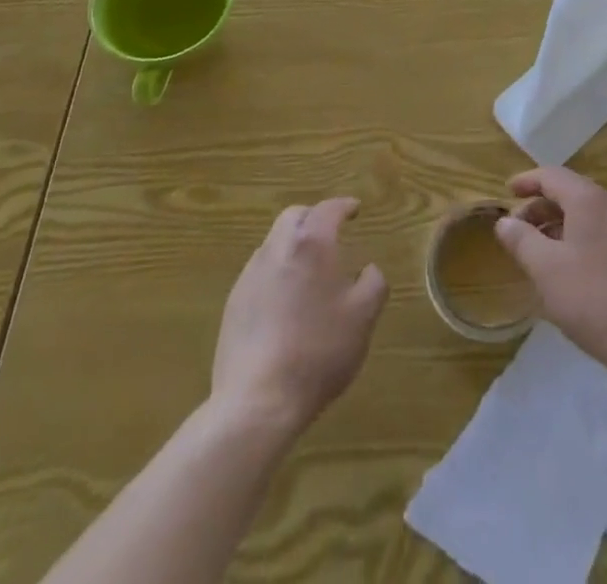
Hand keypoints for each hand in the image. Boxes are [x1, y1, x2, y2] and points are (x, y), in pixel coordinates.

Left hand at [212, 197, 387, 436]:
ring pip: (274, 243)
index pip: (329, 209)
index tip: (355, 209)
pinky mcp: (234, 302)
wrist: (258, 401)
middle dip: (314, 218)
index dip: (344, 206)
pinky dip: (277, 272)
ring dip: (293, 245)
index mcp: (311, 244)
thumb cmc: (319, 352)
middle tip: (331, 233)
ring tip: (310, 270)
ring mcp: (250, 275)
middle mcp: (277, 248)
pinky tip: (286, 302)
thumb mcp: (363, 317)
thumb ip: (373, 283)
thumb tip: (369, 269)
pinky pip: (259, 272)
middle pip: (294, 217)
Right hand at [493, 168, 606, 378]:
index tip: (507, 192)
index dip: (527, 181)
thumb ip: (521, 240)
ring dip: (558, 223)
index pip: (552, 176)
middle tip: (518, 229)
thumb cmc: (593, 299)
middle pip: (570, 192)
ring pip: (586, 213)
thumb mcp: (545, 269)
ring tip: (539, 250)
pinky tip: (569, 265)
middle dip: (540, 206)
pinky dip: (578, 236)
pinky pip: (601, 230)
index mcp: (589, 200)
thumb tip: (504, 222)